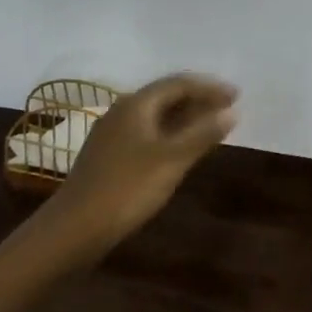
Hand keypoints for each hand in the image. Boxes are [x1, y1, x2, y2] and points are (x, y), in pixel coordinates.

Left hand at [34, 72, 239, 257]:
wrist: (73, 228)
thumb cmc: (126, 188)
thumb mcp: (171, 160)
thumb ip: (203, 133)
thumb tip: (231, 111)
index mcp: (137, 104)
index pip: (179, 83)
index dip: (210, 87)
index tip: (237, 95)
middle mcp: (123, 111)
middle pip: (167, 96)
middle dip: (199, 100)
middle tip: (229, 109)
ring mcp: (113, 134)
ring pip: (157, 116)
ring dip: (186, 118)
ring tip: (212, 127)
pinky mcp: (109, 156)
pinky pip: (148, 133)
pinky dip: (171, 135)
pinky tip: (182, 151)